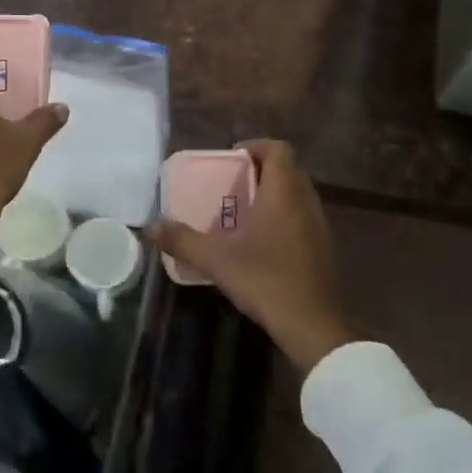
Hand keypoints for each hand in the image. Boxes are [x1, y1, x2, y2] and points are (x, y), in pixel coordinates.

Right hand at [147, 140, 352, 376]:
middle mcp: (305, 202)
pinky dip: (282, 217)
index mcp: (283, 193)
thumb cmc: (266, 280)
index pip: (278, 149)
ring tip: (241, 211)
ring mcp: (319, 226)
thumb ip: (182, 240)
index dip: (255, 146)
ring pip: (296, 195)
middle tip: (231, 184)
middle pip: (287, 170)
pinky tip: (260, 242)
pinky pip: (301, 217)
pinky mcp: (323, 248)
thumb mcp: (216, 260)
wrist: (314, 326)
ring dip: (272, 195)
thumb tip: (148, 226)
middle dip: (260, 170)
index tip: (231, 157)